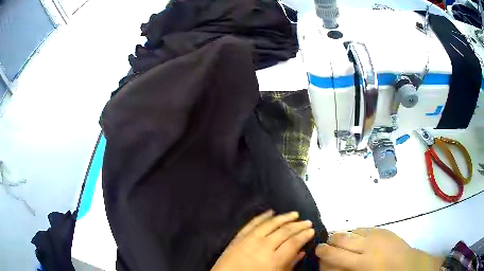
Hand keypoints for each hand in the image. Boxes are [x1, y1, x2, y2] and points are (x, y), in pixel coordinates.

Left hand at [211, 210, 314, 270]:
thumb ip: (290, 264)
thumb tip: (301, 252)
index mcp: (274, 259)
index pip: (293, 242)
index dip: (304, 235)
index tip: (311, 231)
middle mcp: (263, 246)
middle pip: (284, 231)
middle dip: (298, 225)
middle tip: (307, 221)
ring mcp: (249, 240)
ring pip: (270, 224)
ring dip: (284, 217)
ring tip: (294, 214)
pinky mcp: (238, 237)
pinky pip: (252, 223)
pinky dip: (262, 216)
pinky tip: (270, 212)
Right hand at [316, 228, 443, 270]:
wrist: (408, 264)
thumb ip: (345, 269)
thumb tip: (330, 264)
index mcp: (362, 261)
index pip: (336, 254)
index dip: (323, 251)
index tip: (317, 250)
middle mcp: (368, 245)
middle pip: (342, 238)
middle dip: (330, 241)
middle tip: (326, 245)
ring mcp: (377, 234)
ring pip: (352, 230)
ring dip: (343, 236)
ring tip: (340, 242)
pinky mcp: (383, 229)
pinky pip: (363, 228)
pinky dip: (355, 233)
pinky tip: (356, 239)